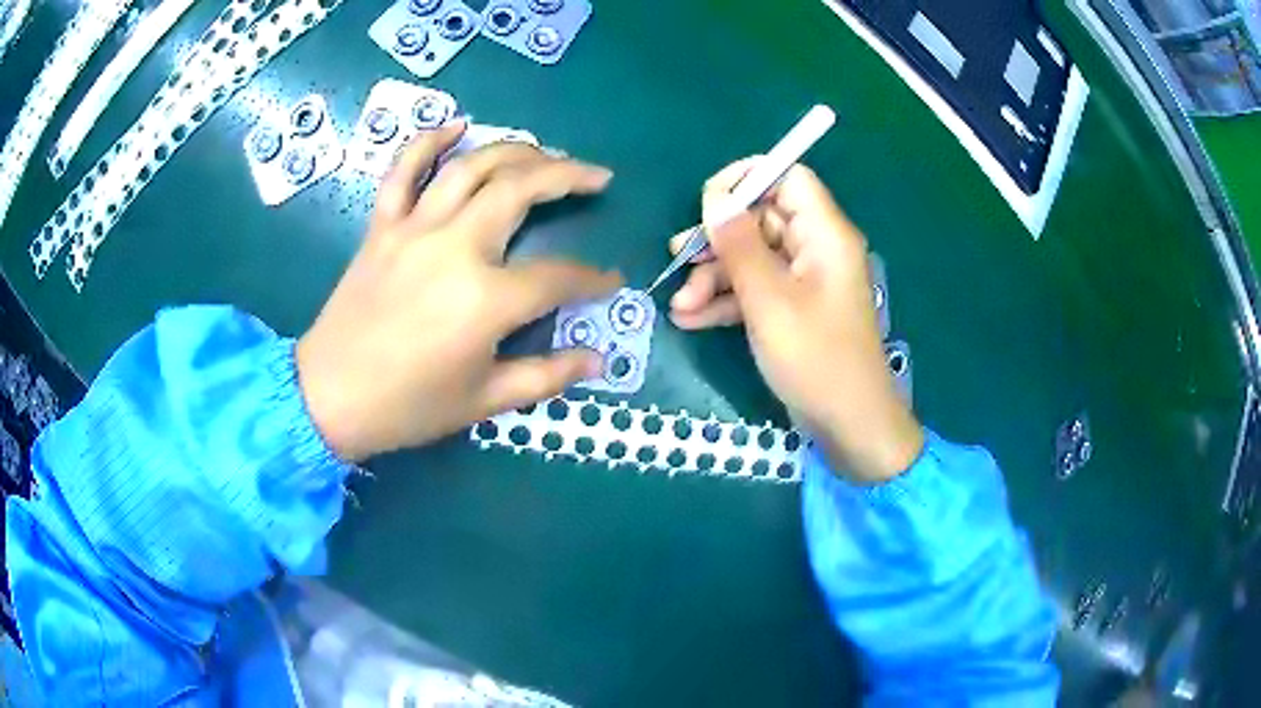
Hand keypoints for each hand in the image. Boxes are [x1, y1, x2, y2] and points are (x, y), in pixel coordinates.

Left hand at [297, 122, 620, 462]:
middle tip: (596, 176)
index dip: (592, 279)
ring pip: (471, 167)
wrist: (328, 398)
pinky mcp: (382, 227)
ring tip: (546, 152)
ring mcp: (414, 229)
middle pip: (520, 190)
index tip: (610, 282)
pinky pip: (403, 171)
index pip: (558, 277)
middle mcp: (454, 248)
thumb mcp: (485, 402)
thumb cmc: (408, 406)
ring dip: (515, 150)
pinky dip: (428, 142)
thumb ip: (547, 376)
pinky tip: (456, 125)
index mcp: (486, 299)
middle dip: (568, 176)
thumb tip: (598, 360)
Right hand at [669, 160, 922, 482]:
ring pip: (752, 258)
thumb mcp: (769, 299)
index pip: (788, 178)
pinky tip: (690, 320)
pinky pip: (756, 290)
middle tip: (677, 258)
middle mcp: (816, 250)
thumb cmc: (814, 357)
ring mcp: (804, 283)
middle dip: (717, 241)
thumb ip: (739, 245)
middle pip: (761, 220)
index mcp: (824, 234)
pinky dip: (726, 302)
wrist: (847, 424)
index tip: (707, 202)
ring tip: (680, 306)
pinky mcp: (793, 310)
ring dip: (713, 278)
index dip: (747, 180)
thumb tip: (715, 198)